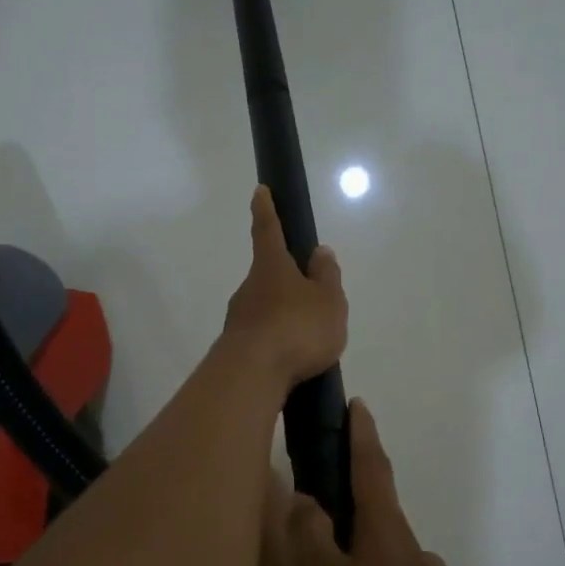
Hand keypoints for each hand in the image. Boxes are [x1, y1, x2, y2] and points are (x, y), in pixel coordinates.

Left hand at [220, 186, 347, 389]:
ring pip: (264, 307)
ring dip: (282, 315)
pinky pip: (262, 335)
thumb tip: (319, 252)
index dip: (266, 209)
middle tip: (310, 298)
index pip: (267, 229)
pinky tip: (292, 359)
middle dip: (286, 280)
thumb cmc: (297, 328)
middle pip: (268, 275)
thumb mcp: (328, 301)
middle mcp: (249, 287)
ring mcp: (239, 317)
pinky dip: (277, 340)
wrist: (253, 374)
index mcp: (272, 266)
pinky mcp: (236, 346)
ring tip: (309, 338)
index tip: (260, 191)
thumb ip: (326, 276)